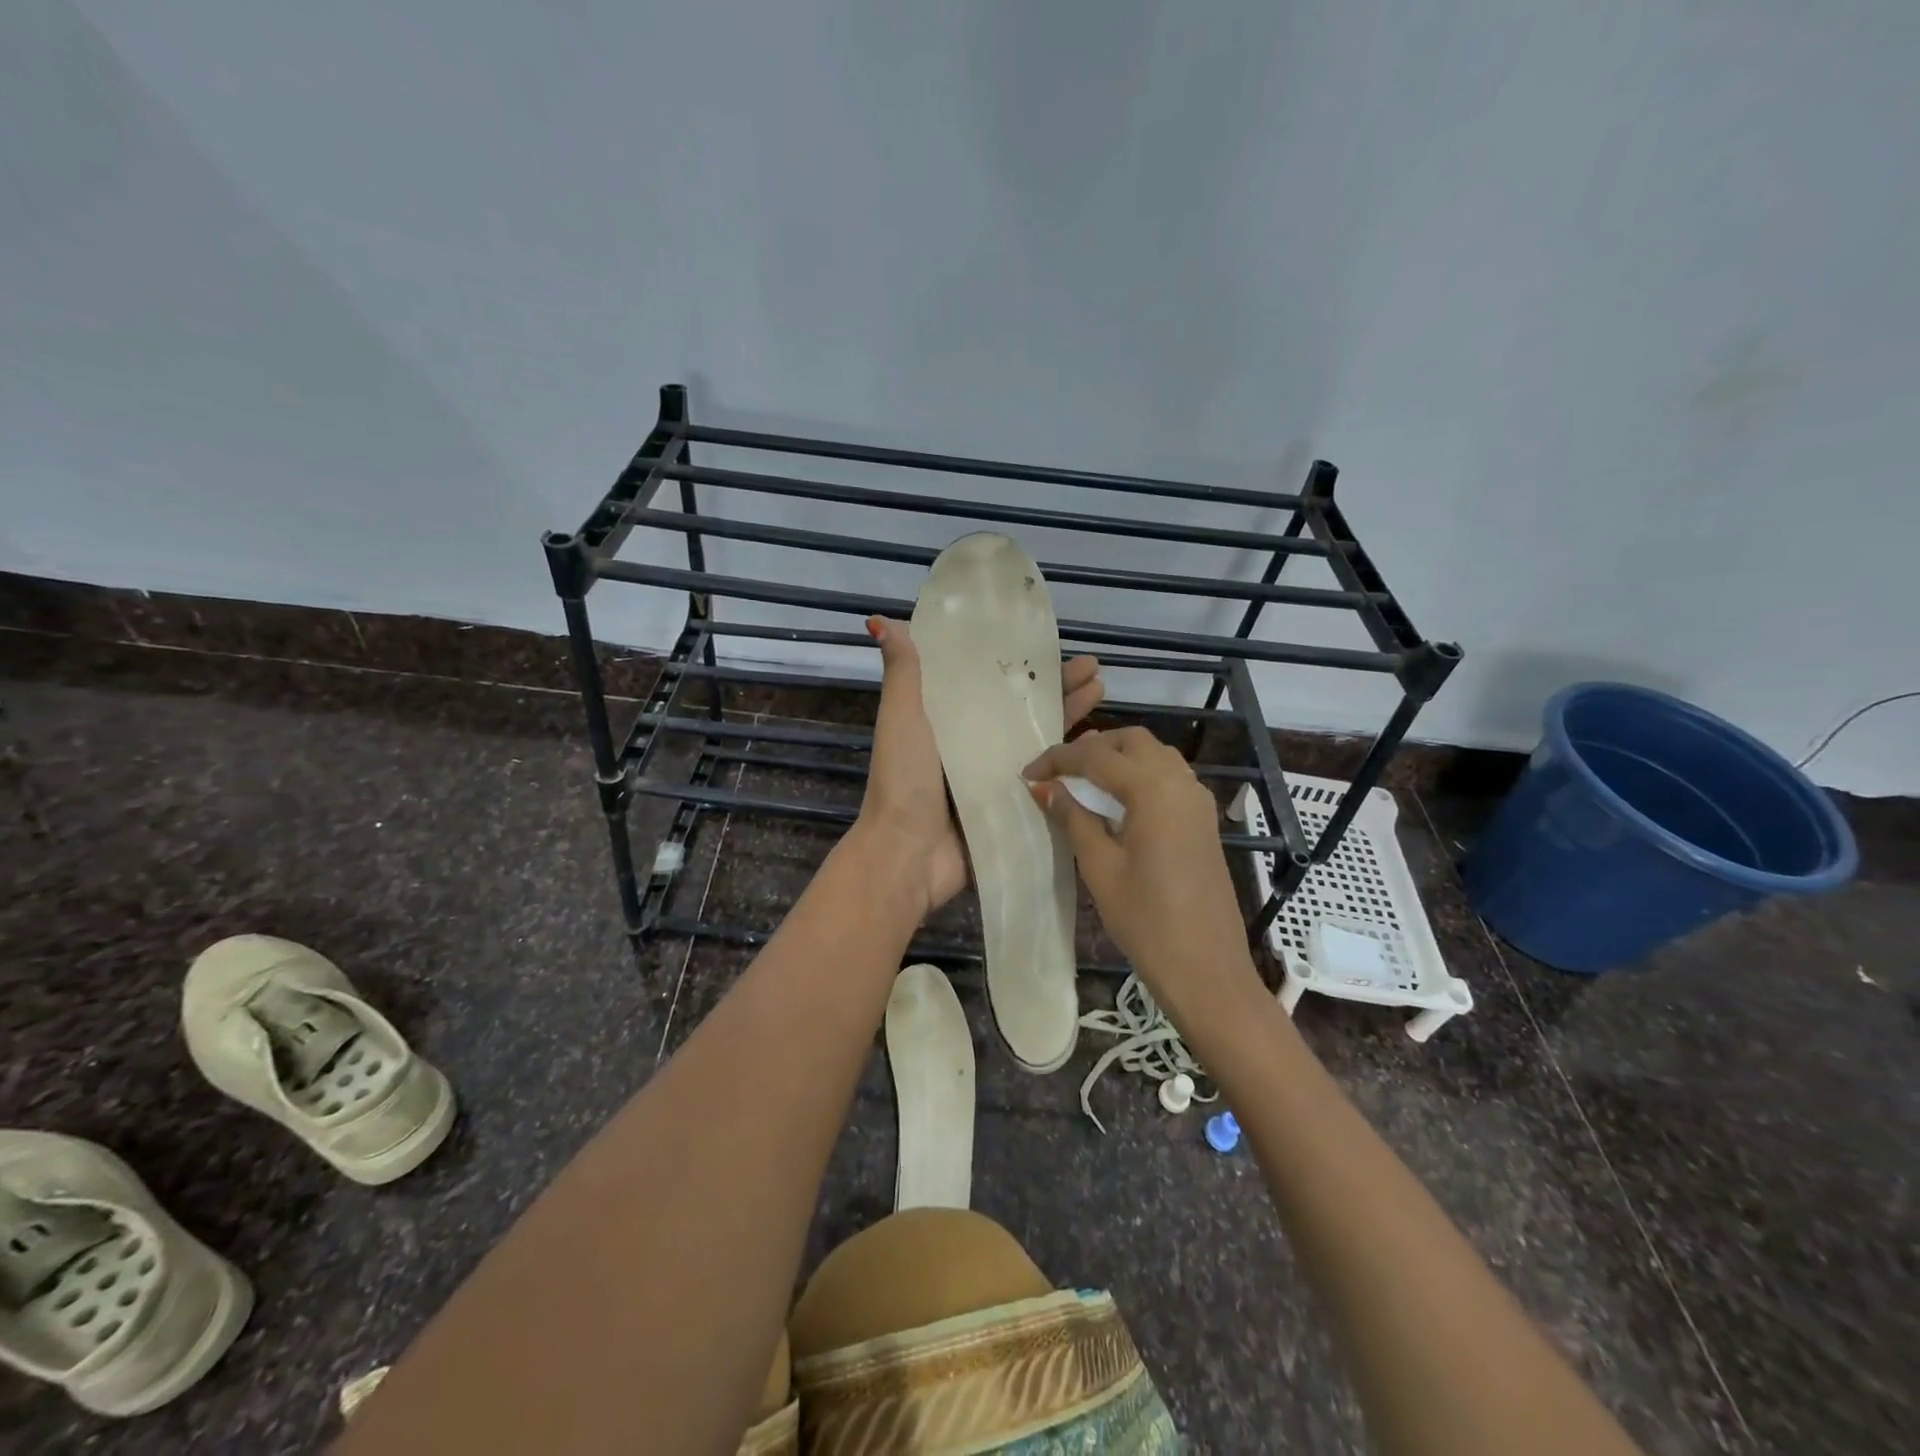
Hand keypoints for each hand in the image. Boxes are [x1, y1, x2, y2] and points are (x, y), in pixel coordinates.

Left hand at [858, 616, 1103, 920]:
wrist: (908, 854)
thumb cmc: (904, 779)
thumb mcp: (901, 717)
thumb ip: (903, 674)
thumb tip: (880, 620)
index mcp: (947, 719)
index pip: (990, 681)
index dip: (1019, 663)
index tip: (1050, 642)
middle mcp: (974, 744)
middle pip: (1022, 709)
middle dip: (1057, 687)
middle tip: (1094, 668)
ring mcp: (995, 777)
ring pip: (1039, 739)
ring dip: (1069, 716)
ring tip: (1101, 692)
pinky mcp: (1011, 806)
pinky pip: (1046, 779)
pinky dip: (1070, 762)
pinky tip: (1098, 746)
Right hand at [1023, 726, 1259, 1025]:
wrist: (1206, 968)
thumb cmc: (1146, 921)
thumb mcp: (1100, 868)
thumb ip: (1073, 818)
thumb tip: (1045, 787)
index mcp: (1153, 790)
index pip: (1096, 755)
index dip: (1057, 760)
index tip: (1027, 774)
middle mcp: (1180, 782)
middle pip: (1132, 740)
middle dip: (1092, 747)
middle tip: (1058, 773)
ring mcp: (1197, 799)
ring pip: (1154, 754)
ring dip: (1118, 756)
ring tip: (1083, 782)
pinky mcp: (1204, 819)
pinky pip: (1169, 776)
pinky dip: (1140, 774)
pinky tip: (1118, 802)